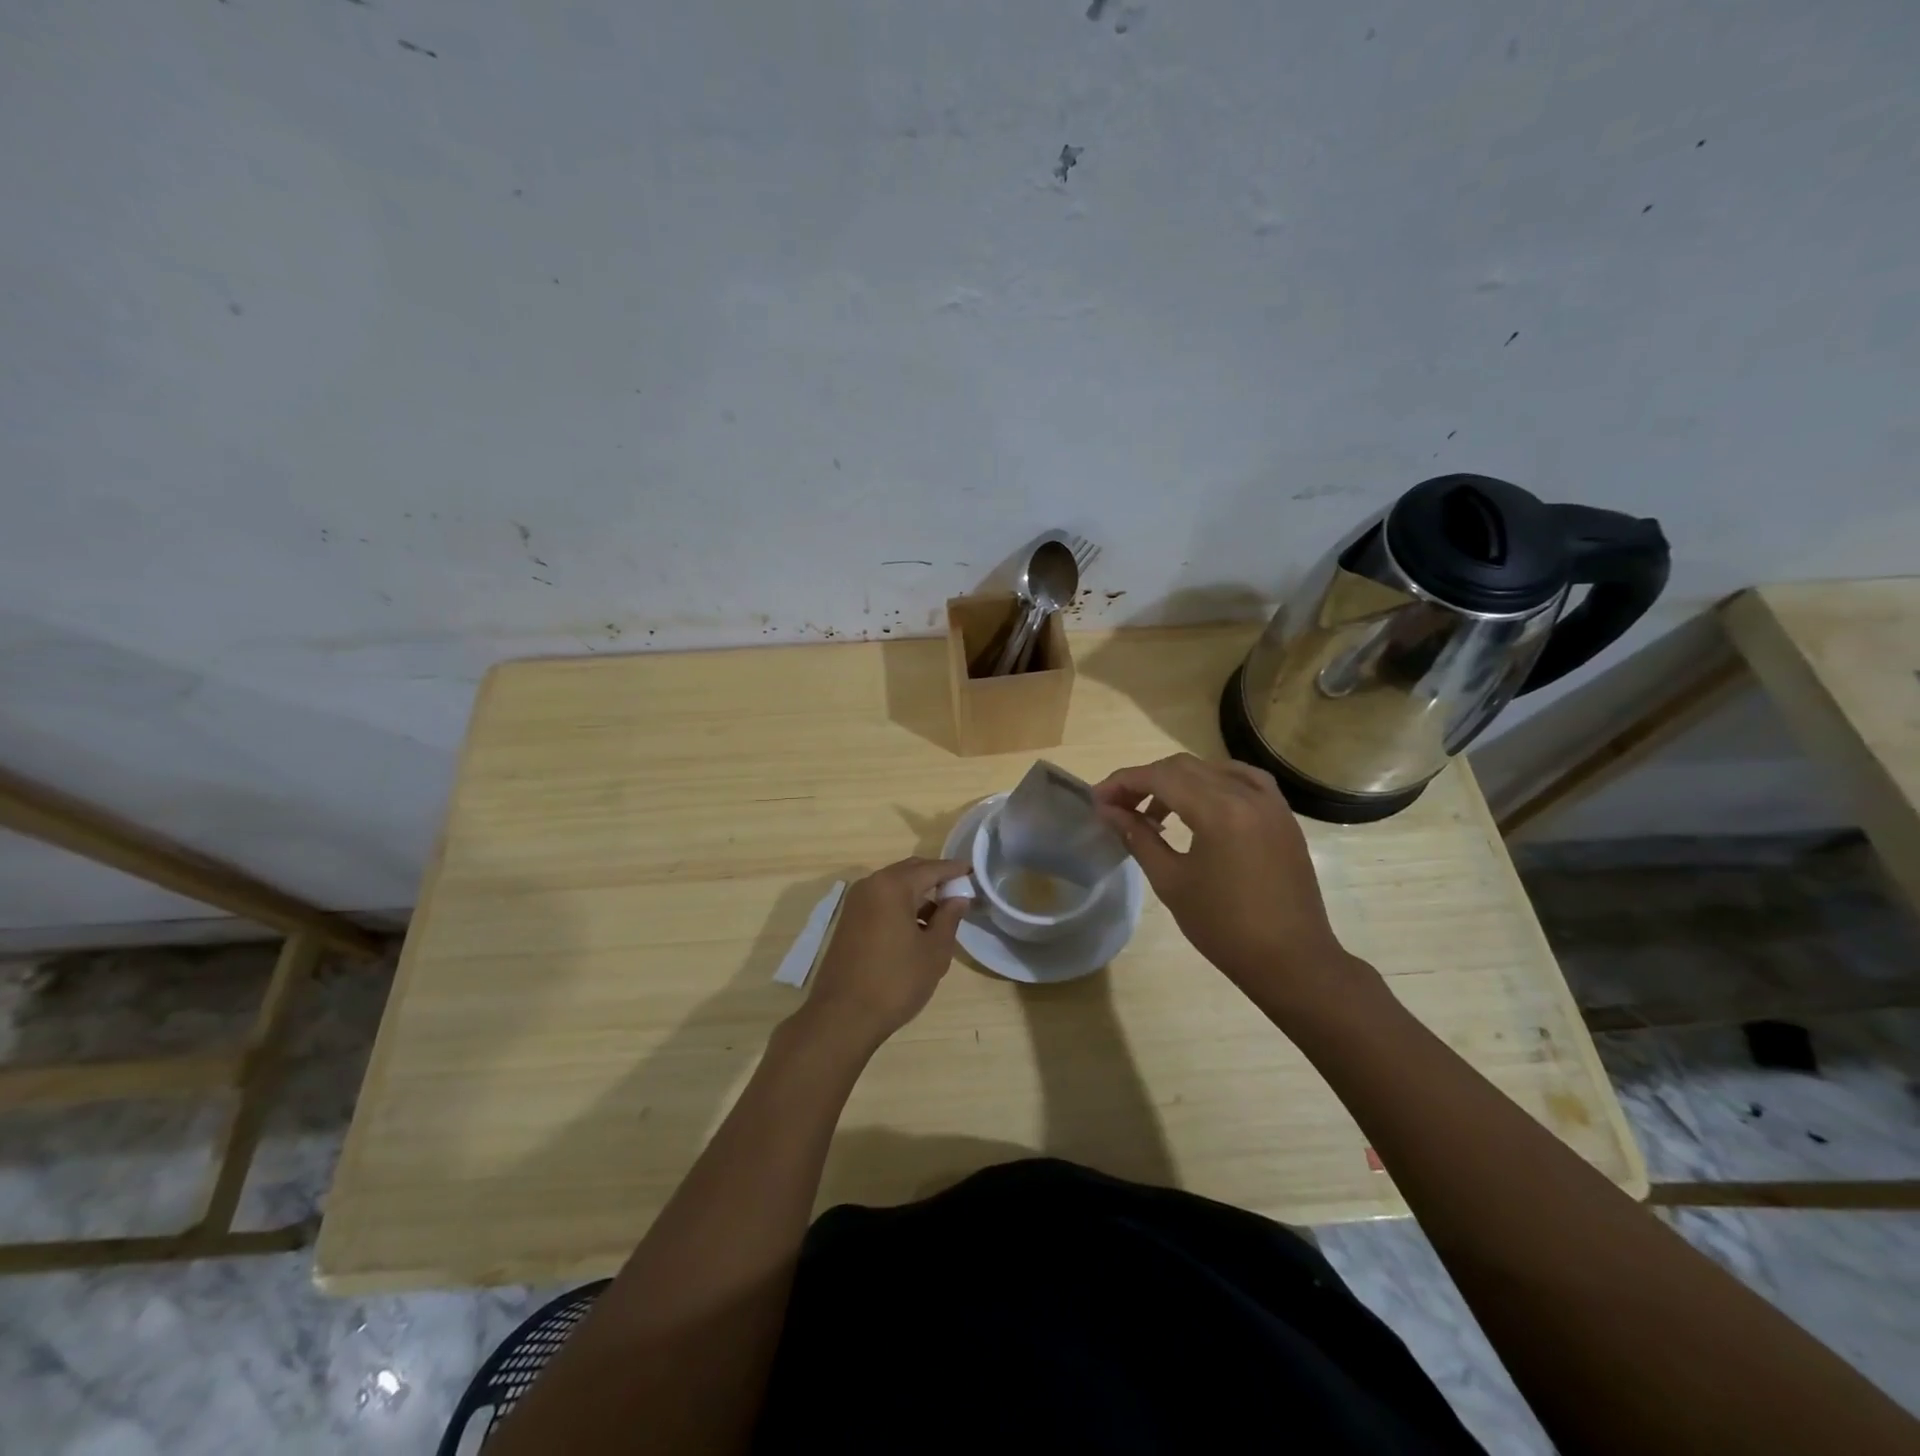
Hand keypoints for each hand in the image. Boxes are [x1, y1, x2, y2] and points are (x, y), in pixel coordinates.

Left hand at [797, 857, 970, 1051]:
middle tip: (959, 891)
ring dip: (918, 893)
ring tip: (942, 913)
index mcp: (893, 886)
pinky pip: (881, 901)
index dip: (955, 870)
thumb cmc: (895, 981)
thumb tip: (959, 898)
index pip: (931, 868)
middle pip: (910, 871)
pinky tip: (917, 927)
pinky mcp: (848, 920)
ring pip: (894, 886)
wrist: (843, 1016)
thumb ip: (949, 918)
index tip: (974, 872)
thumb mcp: (934, 951)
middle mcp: (871, 885)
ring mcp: (855, 902)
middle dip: (935, 877)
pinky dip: (901, 905)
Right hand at [1092, 754, 1378, 1017]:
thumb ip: (1138, 837)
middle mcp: (1246, 795)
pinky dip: (1215, 783)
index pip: (1160, 777)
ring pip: (1213, 770)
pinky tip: (1202, 803)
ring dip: (1178, 782)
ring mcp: (1270, 803)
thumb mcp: (1171, 881)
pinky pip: (1244, 781)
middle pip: (1184, 767)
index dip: (1123, 783)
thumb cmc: (1224, 927)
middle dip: (1146, 780)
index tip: (1097, 799)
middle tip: (1118, 806)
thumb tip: (1108, 811)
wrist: (1291, 960)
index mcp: (1218, 811)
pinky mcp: (1283, 816)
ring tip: (1156, 814)